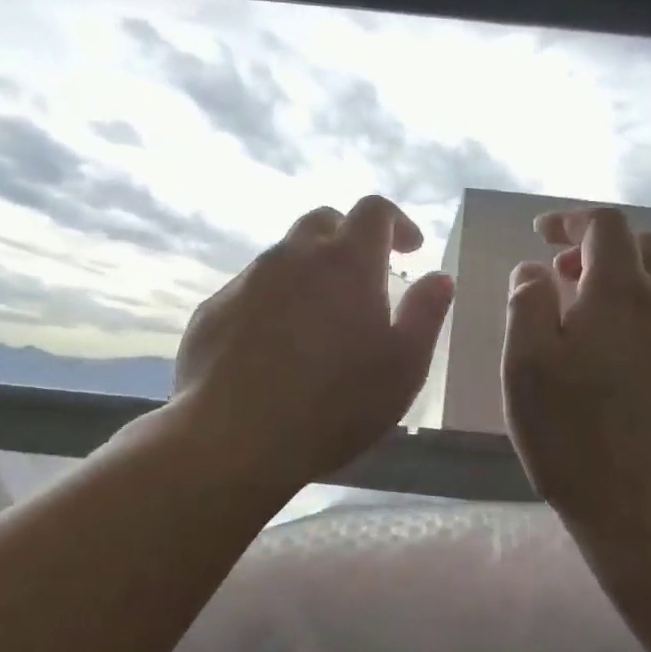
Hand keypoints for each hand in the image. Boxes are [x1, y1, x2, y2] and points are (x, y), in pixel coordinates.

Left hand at [172, 196, 454, 490]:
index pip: (373, 211)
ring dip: (309, 273)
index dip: (396, 222)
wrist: (235, 440)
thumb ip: (426, 314)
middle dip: (348, 239)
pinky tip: (275, 348)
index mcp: (347, 262)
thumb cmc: (337, 405)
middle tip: (364, 278)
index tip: (410, 249)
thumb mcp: (404, 366)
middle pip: (322, 223)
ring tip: (320, 320)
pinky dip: (273, 303)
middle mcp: (293, 257)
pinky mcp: (211, 311)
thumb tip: (439, 277)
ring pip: (283, 258)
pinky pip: (250, 292)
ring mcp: (246, 282)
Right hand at [502, 207, 650, 546]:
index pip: (606, 226)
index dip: (571, 220)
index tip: (541, 235)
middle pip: (644, 245)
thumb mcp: (526, 366)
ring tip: (594, 307)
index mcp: (622, 292)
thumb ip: (527, 303)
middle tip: (563, 275)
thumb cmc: (574, 436)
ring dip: (631, 274)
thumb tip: (535, 269)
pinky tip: (626, 346)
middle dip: (600, 246)